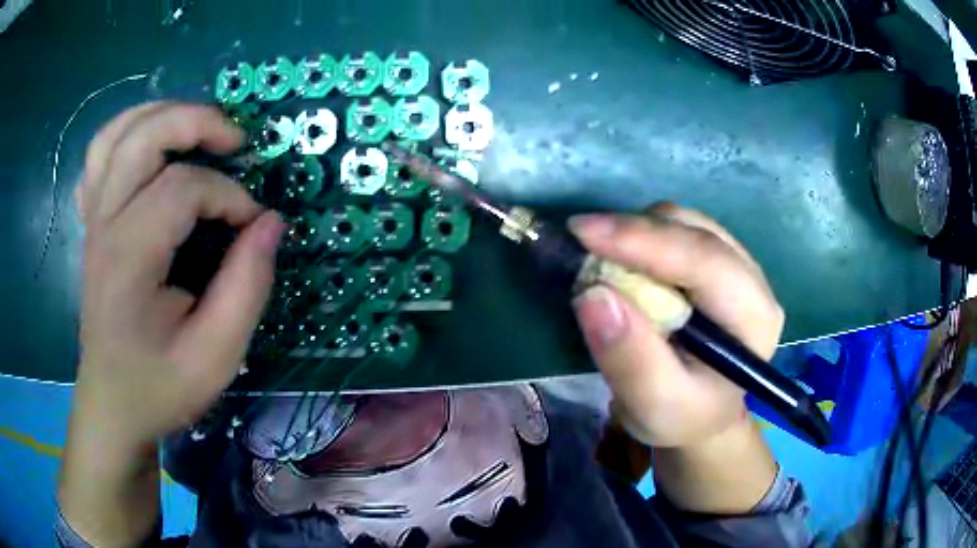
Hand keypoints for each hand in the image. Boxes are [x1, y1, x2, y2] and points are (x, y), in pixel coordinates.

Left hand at [74, 102, 284, 449]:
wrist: (113, 407)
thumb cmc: (159, 387)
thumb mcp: (216, 357)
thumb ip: (247, 287)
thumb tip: (270, 224)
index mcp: (128, 259)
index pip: (182, 189)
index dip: (228, 197)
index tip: (253, 227)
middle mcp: (104, 225)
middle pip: (143, 135)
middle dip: (196, 122)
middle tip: (236, 141)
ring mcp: (93, 220)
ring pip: (116, 133)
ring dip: (160, 115)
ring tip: (196, 129)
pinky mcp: (93, 224)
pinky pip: (100, 156)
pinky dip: (127, 136)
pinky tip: (150, 152)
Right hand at [570, 203, 782, 448]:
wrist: (698, 415)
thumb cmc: (682, 416)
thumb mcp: (654, 406)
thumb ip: (630, 359)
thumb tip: (592, 296)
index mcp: (754, 318)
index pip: (705, 261)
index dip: (644, 240)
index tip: (582, 232)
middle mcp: (752, 280)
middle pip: (694, 231)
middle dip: (634, 232)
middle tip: (579, 244)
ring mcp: (735, 263)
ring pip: (683, 222)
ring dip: (635, 233)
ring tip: (599, 260)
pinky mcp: (714, 258)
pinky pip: (675, 228)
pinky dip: (640, 236)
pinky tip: (622, 261)